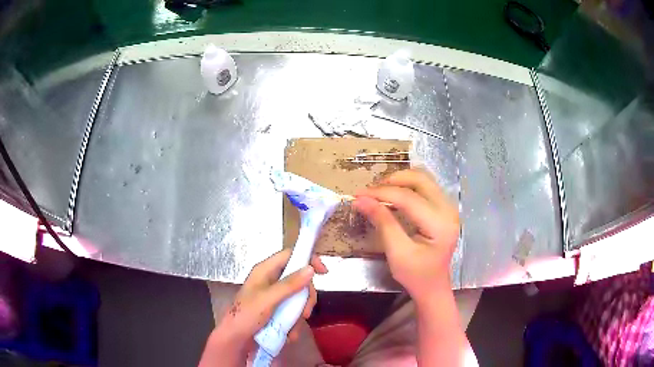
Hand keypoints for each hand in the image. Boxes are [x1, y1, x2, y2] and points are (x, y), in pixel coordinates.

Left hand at [199, 249, 327, 366]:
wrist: (236, 339)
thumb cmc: (246, 315)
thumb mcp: (268, 299)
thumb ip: (289, 285)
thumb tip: (310, 269)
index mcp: (265, 271)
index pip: (290, 255)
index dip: (308, 259)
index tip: (323, 273)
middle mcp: (271, 280)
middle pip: (299, 279)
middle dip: (305, 297)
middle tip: (305, 312)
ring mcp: (275, 296)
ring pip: (299, 298)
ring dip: (300, 314)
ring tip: (293, 327)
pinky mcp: (277, 310)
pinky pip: (294, 311)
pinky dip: (295, 322)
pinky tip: (289, 333)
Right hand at [354, 169, 458, 301]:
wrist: (433, 286)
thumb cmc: (416, 275)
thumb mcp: (397, 253)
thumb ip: (382, 223)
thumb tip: (361, 200)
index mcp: (440, 224)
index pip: (408, 198)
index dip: (381, 193)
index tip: (358, 195)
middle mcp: (449, 210)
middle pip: (420, 180)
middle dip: (392, 181)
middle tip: (370, 192)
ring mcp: (449, 207)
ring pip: (423, 179)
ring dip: (400, 181)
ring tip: (380, 192)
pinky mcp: (444, 208)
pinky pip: (425, 187)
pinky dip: (407, 186)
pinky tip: (394, 195)